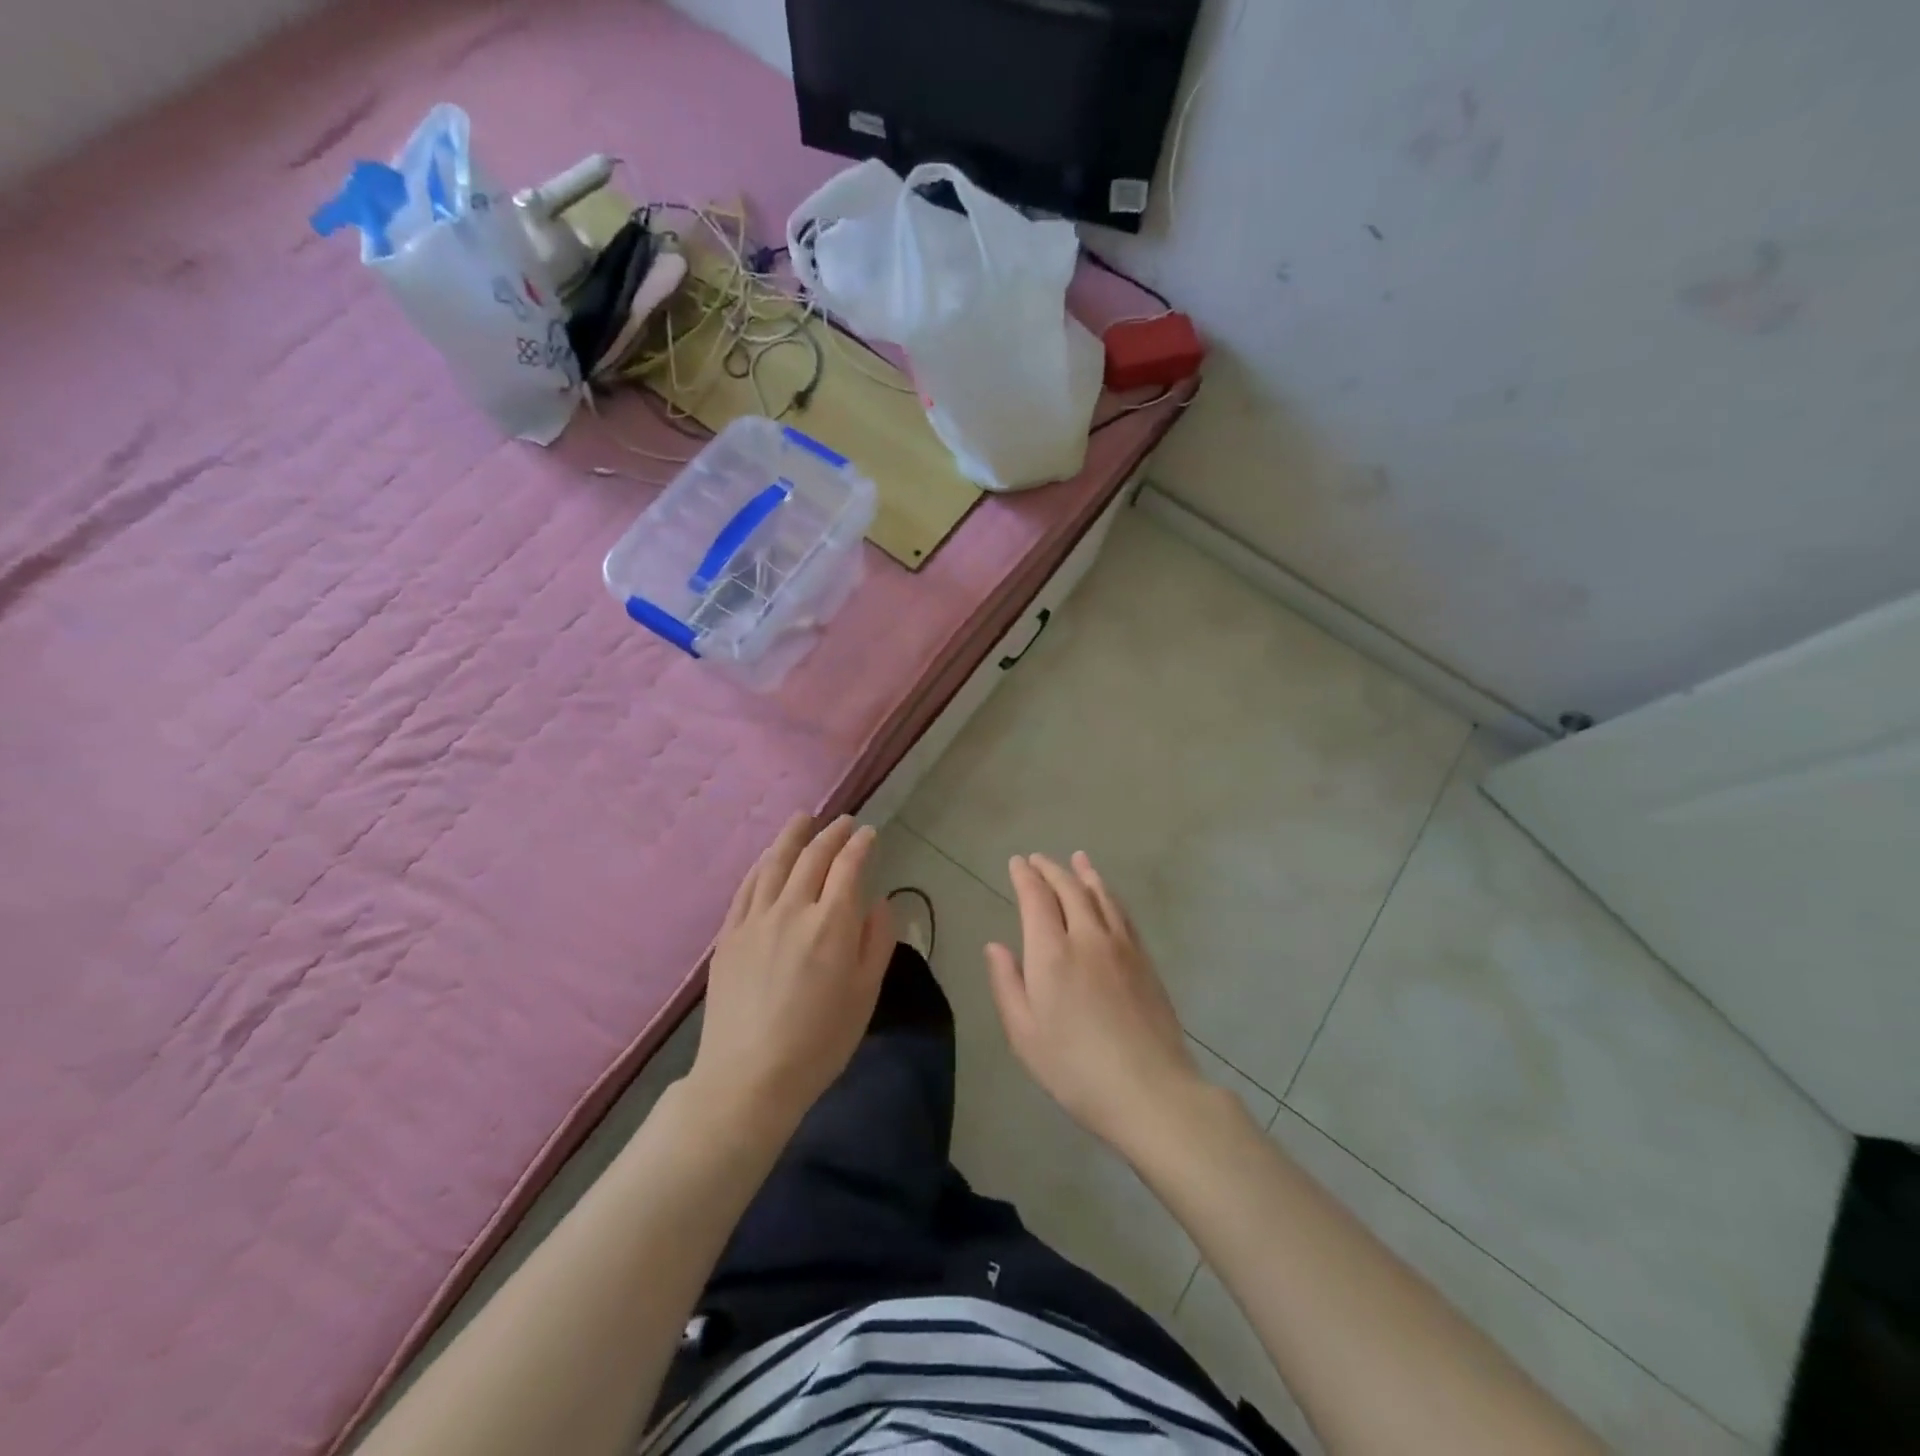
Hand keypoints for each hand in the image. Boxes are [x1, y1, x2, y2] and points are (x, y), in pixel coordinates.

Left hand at [692, 813, 893, 1119]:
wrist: (748, 1078)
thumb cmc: (820, 1042)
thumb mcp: (865, 994)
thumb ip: (877, 941)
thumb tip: (877, 901)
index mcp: (832, 924)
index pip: (849, 867)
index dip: (861, 845)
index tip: (869, 833)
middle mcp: (793, 910)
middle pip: (813, 857)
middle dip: (831, 834)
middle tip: (843, 822)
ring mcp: (755, 920)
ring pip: (775, 863)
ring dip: (792, 837)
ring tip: (803, 819)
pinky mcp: (729, 935)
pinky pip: (746, 887)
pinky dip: (761, 865)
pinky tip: (767, 858)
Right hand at [985, 852, 1203, 1153]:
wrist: (1150, 1089)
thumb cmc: (1075, 1068)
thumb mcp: (1024, 1034)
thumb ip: (1007, 984)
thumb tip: (995, 945)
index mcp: (1052, 953)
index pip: (1036, 899)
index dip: (1025, 877)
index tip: (1016, 863)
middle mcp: (1087, 937)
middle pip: (1070, 889)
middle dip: (1051, 869)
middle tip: (1038, 859)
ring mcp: (1121, 946)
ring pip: (1101, 896)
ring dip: (1085, 874)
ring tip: (1077, 859)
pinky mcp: (1145, 960)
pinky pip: (1122, 913)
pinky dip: (1109, 895)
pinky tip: (1107, 896)